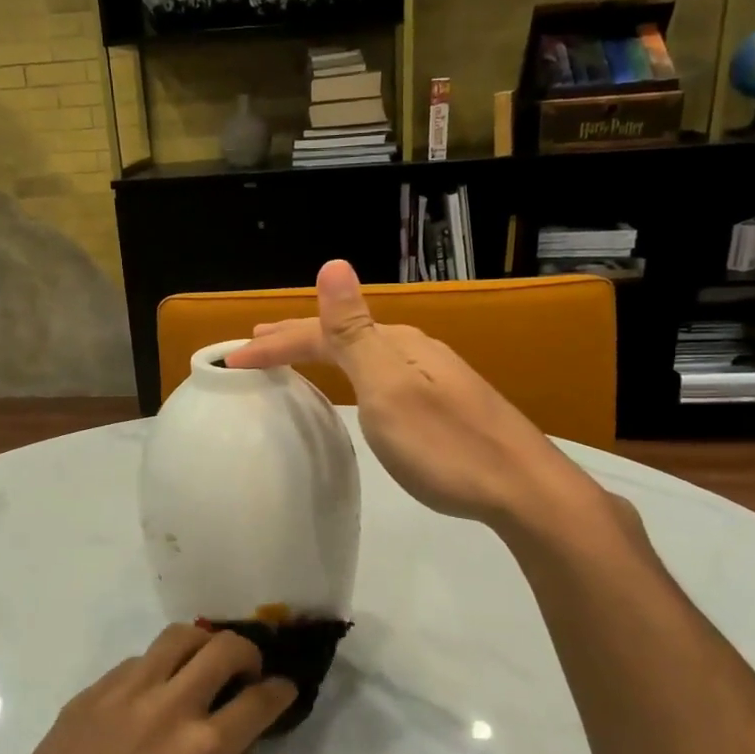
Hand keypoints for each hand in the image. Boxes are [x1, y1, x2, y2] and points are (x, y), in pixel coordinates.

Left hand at [0, 625, 295, 753]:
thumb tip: (237, 745)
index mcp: (205, 749)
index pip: (259, 699)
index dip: (280, 691)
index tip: (284, 690)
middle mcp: (168, 706)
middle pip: (222, 647)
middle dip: (247, 654)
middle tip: (246, 673)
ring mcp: (122, 694)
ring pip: (175, 639)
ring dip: (200, 649)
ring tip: (198, 672)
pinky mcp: (87, 697)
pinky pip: (132, 665)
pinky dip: (154, 673)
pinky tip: (147, 703)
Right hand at [227, 260, 611, 534]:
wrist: (522, 489)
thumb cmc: (444, 445)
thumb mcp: (389, 388)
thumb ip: (356, 331)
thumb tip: (333, 264)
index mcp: (395, 344)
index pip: (323, 333)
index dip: (277, 344)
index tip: (232, 363)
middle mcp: (414, 350)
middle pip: (344, 335)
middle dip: (297, 338)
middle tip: (256, 345)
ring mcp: (434, 376)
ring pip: (364, 354)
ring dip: (323, 352)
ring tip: (294, 359)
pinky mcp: (445, 403)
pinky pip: (381, 374)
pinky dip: (350, 373)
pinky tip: (356, 386)